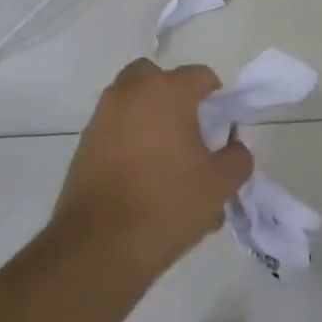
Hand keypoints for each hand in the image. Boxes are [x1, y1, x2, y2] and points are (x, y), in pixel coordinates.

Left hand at [50, 58, 251, 279]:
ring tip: (166, 156)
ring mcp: (102, 117)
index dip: (216, 96)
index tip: (222, 124)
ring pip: (130, 101)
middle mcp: (130, 93)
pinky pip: (113, 128)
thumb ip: (238, 158)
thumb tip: (234, 146)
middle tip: (188, 126)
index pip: (199, 75)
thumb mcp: (220, 184)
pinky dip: (128, 138)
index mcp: (167, 92)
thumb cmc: (168, 204)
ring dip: (148, 115)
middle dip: (172, 94)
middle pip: (155, 76)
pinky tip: (142, 175)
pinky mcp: (83, 144)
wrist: (100, 245)